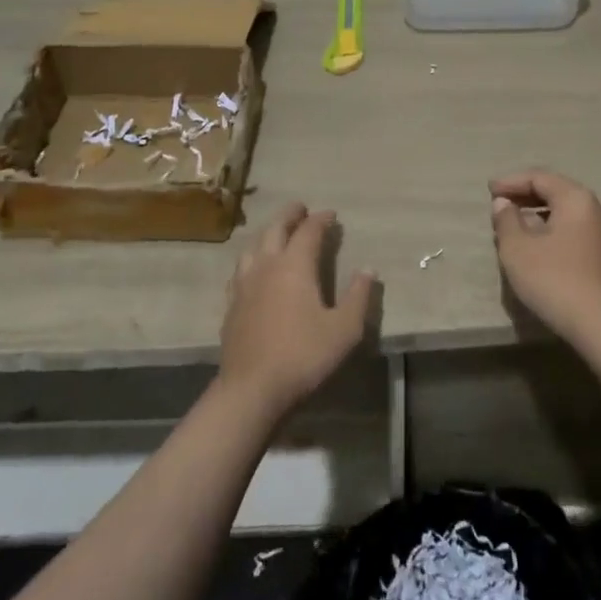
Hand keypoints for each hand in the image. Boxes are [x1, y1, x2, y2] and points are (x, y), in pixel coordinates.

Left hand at [218, 203, 375, 420]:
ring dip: (268, 233)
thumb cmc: (303, 355)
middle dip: (290, 215)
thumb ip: (358, 296)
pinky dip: (251, 259)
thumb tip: (369, 269)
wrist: (251, 390)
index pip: (309, 231)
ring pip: (253, 246)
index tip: (331, 215)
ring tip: (276, 233)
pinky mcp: (231, 305)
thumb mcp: (344, 329)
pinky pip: (240, 270)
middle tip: (301, 209)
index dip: (321, 219)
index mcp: (295, 265)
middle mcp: (267, 265)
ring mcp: (245, 284)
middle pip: (276, 228)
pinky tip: (254, 269)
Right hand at [490, 170, 600, 346]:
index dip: (511, 182)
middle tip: (498, 203)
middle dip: (524, 195)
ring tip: (512, 224)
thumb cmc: (555, 280)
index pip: (539, 178)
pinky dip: (550, 228)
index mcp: (575, 199)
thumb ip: (507, 220)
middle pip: (555, 191)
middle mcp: (594, 208)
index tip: (489, 190)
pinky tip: (534, 244)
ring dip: (537, 213)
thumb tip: (504, 203)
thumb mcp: (518, 249)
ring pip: (564, 212)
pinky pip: (571, 229)